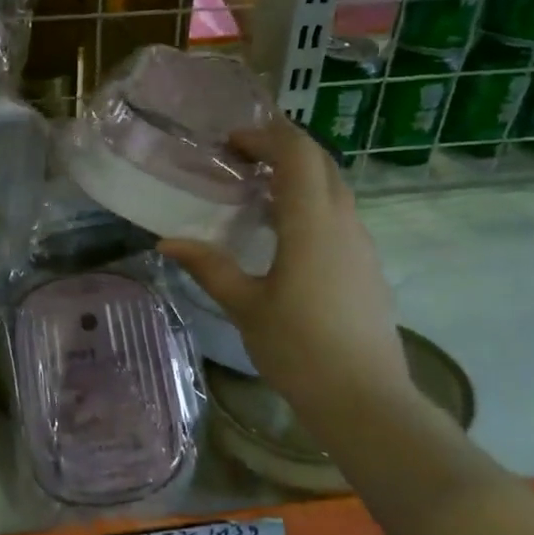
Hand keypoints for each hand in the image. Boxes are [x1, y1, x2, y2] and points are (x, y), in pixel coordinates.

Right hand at [159, 118, 414, 418]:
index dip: (266, 136)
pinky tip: (284, 234)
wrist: (364, 398)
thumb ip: (208, 266)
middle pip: (321, 162)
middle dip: (283, 148)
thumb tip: (166, 242)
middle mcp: (343, 222)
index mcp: (311, 223)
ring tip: (257, 194)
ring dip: (299, 176)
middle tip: (241, 158)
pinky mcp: (367, 265)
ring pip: (334, 188)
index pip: (297, 153)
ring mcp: (361, 243)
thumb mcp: (244, 306)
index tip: (231, 143)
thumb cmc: (298, 348)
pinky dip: (311, 203)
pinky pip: (339, 215)